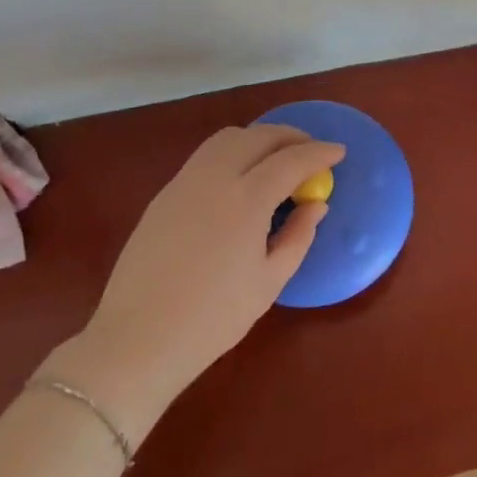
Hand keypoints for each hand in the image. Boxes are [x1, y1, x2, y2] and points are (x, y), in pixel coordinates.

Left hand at [55, 126, 341, 440]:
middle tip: (311, 152)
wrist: (137, 340)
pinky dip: (234, 151)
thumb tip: (317, 204)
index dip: (319, 152)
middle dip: (291, 137)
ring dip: (260, 138)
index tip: (339, 152)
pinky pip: (207, 155)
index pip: (291, 160)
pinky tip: (241, 177)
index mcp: (246, 200)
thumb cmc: (212, 319)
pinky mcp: (165, 193)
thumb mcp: (269, 283)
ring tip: (277, 158)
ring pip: (228, 138)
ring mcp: (185, 181)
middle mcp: (215, 178)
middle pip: (259, 136)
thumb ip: (298, 236)